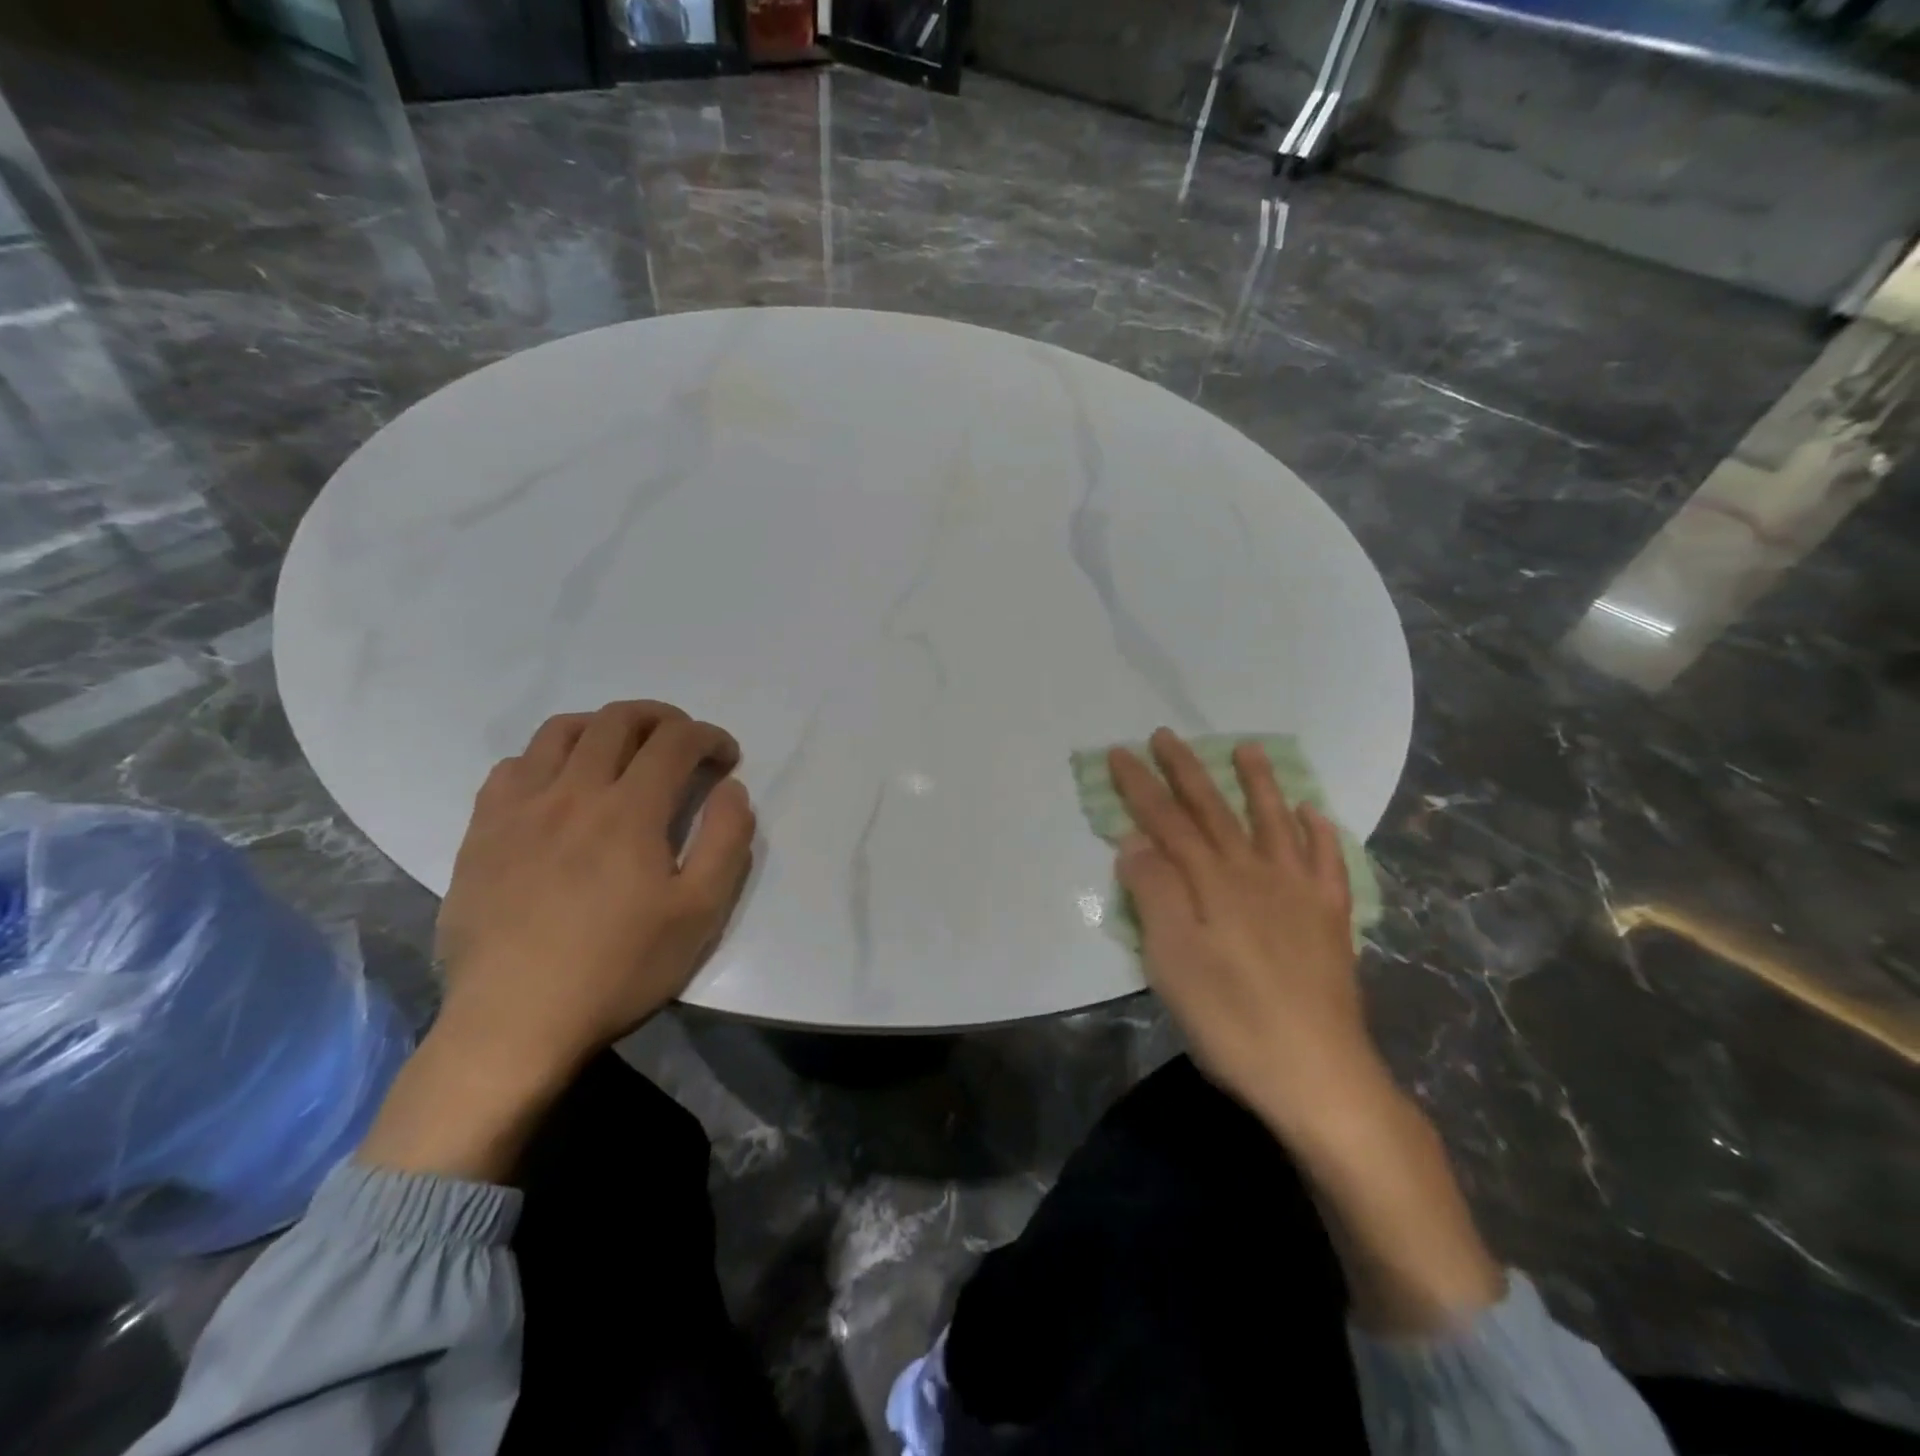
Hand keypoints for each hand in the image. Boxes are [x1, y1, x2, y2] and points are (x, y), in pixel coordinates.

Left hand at [433, 699, 755, 1075]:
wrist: (515, 1021)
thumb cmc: (619, 968)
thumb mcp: (700, 913)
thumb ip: (727, 840)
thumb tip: (730, 789)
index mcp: (629, 810)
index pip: (676, 741)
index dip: (710, 737)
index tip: (726, 757)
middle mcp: (572, 792)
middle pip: (620, 719)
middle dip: (663, 718)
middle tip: (683, 741)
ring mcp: (520, 808)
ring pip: (562, 730)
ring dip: (605, 726)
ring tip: (624, 751)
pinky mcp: (482, 830)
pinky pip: (514, 766)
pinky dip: (549, 758)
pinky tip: (560, 786)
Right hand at [1113, 730, 1504, 1329]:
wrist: (1318, 1075)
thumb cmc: (1232, 1020)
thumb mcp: (1173, 961)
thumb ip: (1154, 894)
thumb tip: (1135, 842)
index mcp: (1212, 883)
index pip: (1167, 821)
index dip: (1141, 785)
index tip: (1120, 751)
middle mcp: (1255, 874)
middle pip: (1216, 810)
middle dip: (1188, 770)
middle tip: (1167, 735)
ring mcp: (1299, 894)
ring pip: (1274, 824)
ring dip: (1258, 784)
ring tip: (1248, 750)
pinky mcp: (1330, 921)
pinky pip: (1328, 863)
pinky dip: (1320, 834)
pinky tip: (1315, 816)